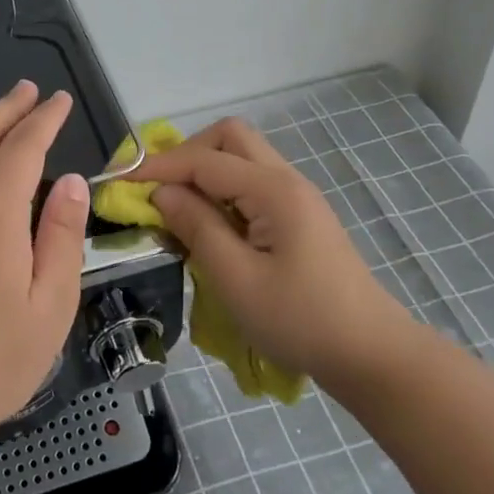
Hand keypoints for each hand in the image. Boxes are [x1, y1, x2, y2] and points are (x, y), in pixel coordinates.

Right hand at [129, 117, 420, 389]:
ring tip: (176, 209)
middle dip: (187, 154)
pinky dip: (222, 193)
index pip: (204, 160)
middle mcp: (286, 180)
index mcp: (272, 190)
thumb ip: (197, 227)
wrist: (372, 355)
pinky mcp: (299, 218)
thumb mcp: (236, 279)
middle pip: (229, 139)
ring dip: (204, 173)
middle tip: (157, 188)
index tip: (121, 181)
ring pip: (241, 159)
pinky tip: (209, 227)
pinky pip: (251, 186)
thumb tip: (162, 193)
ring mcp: (296, 198)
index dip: (159, 167)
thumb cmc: (301, 320)